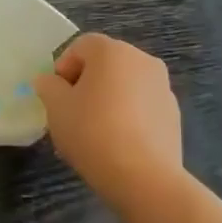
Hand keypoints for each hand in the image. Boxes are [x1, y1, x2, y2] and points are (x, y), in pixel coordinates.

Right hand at [34, 34, 185, 207]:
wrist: (143, 176)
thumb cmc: (92, 131)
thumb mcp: (56, 107)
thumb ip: (48, 86)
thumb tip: (50, 81)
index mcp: (112, 51)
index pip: (81, 46)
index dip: (63, 68)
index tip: (56, 96)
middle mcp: (142, 60)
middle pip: (105, 64)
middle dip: (85, 83)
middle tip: (71, 113)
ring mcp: (163, 87)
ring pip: (124, 85)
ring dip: (107, 99)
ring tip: (94, 132)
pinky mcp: (174, 114)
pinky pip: (141, 106)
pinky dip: (127, 116)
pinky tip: (116, 143)